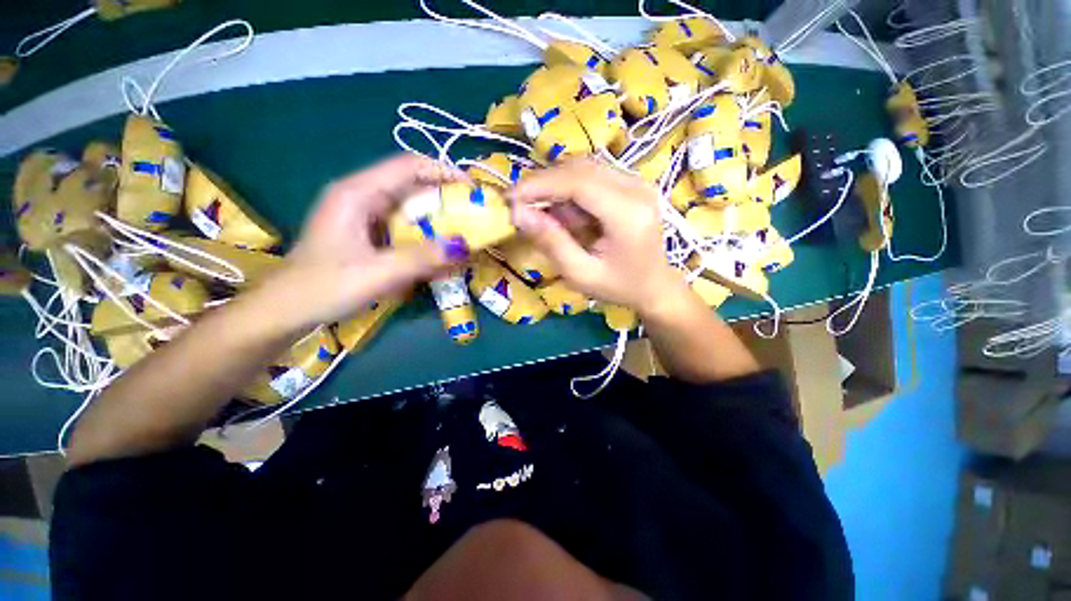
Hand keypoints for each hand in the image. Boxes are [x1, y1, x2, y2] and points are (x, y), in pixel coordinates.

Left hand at [253, 155, 465, 330]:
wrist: (285, 312)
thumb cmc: (324, 287)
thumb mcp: (378, 273)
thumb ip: (422, 258)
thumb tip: (464, 246)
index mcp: (358, 193)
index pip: (408, 166)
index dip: (443, 172)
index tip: (472, 190)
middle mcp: (361, 197)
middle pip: (412, 186)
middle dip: (445, 199)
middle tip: (474, 217)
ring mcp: (363, 216)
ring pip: (409, 208)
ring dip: (437, 221)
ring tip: (463, 236)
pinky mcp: (367, 234)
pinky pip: (403, 227)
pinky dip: (424, 237)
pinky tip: (438, 253)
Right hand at [510, 159, 686, 314]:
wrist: (655, 285)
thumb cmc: (618, 286)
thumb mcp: (580, 274)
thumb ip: (551, 242)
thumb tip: (518, 213)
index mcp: (628, 214)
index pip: (578, 182)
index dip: (540, 184)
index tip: (510, 197)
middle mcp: (636, 189)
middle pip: (580, 168)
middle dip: (544, 183)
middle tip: (519, 204)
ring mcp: (637, 182)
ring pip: (584, 168)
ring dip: (556, 185)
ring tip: (541, 212)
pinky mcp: (632, 184)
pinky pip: (592, 175)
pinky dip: (570, 189)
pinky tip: (565, 213)